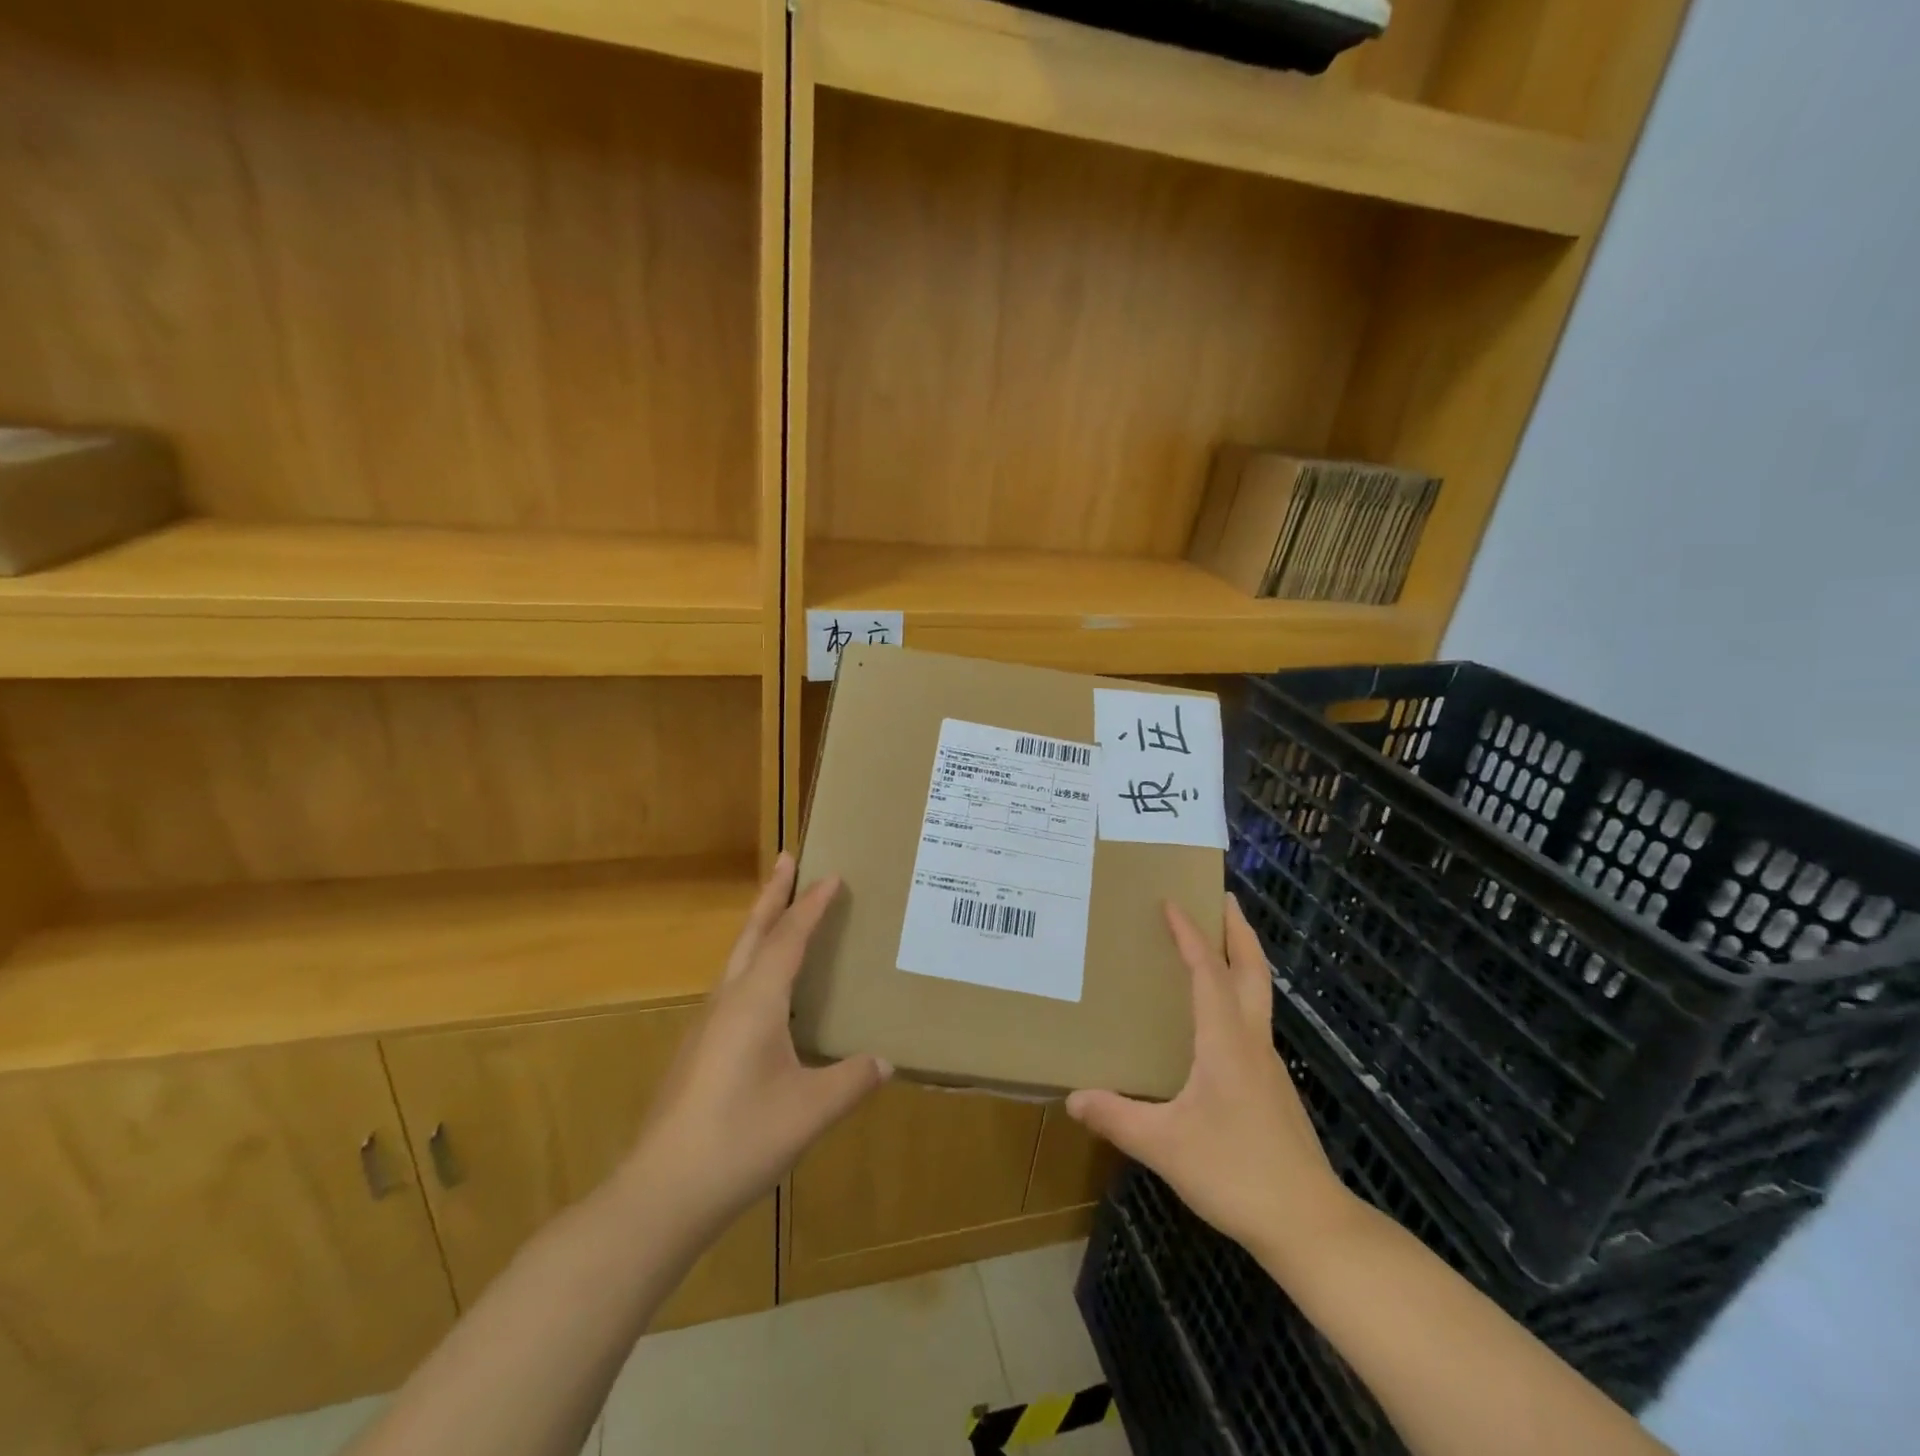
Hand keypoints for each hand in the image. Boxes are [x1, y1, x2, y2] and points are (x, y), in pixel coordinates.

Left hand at [621, 855, 889, 1234]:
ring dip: (760, 928)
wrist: (660, 1193)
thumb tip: (885, 1062)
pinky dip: (753, 964)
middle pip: (753, 933)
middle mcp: (728, 1001)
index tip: (832, 874)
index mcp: (756, 1002)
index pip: (789, 938)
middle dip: (772, 894)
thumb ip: (852, 1080)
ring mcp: (707, 1025)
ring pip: (738, 959)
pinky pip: (732, 987)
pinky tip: (765, 993)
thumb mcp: (810, 1111)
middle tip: (787, 858)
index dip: (812, 905)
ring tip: (780, 914)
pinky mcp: (698, 1050)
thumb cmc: (740, 1140)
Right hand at [1066, 895, 1353, 1261]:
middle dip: (1239, 930)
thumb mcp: (1165, 1146)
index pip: (1208, 971)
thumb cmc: (1236, 1172)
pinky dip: (1239, 995)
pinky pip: (1253, 1021)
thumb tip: (1073, 1098)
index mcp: (1225, 1041)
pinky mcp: (1273, 1087)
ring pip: (1259, 994)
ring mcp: (1268, 1065)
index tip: (1172, 902)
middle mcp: (1251, 1041)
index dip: (1190, 934)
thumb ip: (1117, 1118)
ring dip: (1242, 959)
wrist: (1309, 1225)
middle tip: (1224, 898)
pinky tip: (1218, 1018)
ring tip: (1219, 944)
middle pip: (1253, 970)